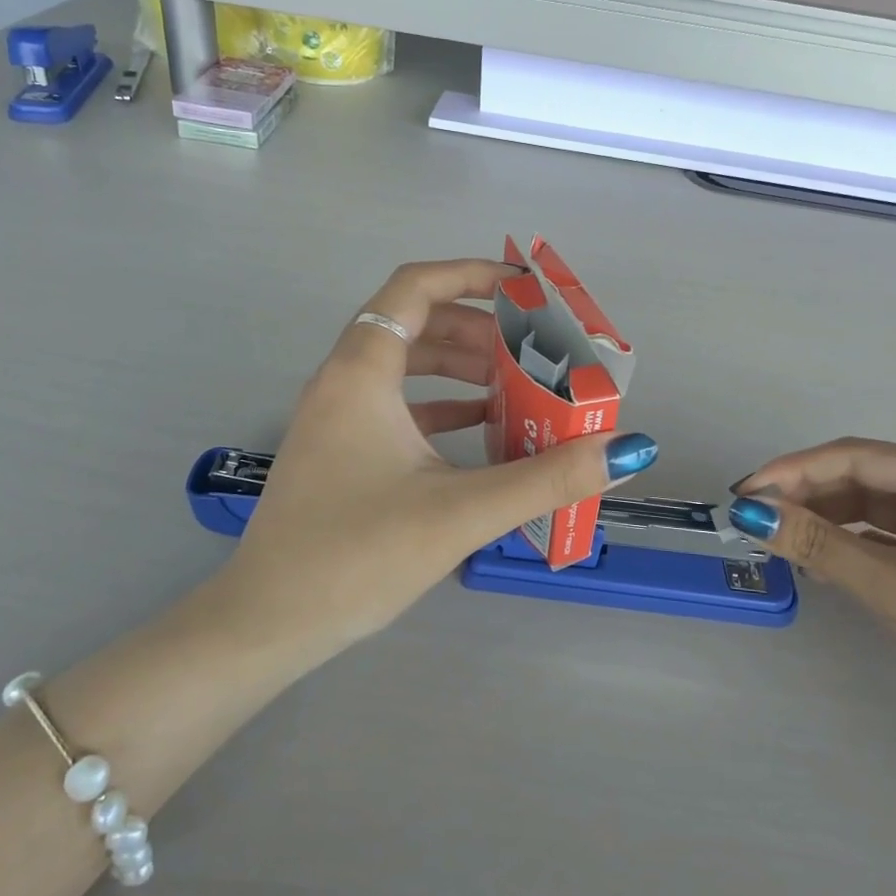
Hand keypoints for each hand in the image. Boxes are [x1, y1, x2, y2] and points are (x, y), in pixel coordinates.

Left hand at [220, 259, 658, 654]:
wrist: (269, 621)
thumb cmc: (358, 556)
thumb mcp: (461, 512)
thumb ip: (547, 478)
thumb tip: (625, 448)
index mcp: (362, 372)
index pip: (416, 288)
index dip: (472, 274)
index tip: (525, 289)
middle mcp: (342, 381)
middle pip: (414, 322)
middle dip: (477, 328)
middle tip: (532, 349)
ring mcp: (334, 417)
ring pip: (403, 365)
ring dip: (458, 367)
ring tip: (514, 384)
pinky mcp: (337, 450)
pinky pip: (394, 405)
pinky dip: (438, 405)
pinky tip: (478, 430)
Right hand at [727, 439, 895, 757]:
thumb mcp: (892, 588)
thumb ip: (818, 545)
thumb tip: (749, 513)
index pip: (856, 457)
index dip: (794, 469)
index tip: (746, 492)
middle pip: (860, 479)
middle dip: (805, 496)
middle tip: (753, 519)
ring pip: (868, 509)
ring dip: (823, 522)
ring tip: (779, 543)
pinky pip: (882, 539)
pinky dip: (847, 547)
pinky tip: (818, 564)